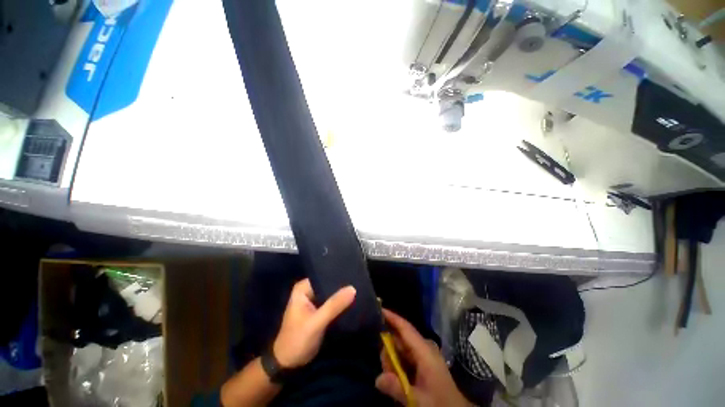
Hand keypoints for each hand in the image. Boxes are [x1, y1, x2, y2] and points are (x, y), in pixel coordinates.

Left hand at [273, 279, 355, 367]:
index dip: (338, 275)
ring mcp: (313, 301)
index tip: (354, 274)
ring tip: (359, 289)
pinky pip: (332, 303)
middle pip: (328, 284)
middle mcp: (308, 291)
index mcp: (302, 288)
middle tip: (359, 282)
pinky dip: (340, 304)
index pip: (323, 275)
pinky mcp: (319, 311)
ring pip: (331, 294)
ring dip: (342, 295)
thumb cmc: (297, 340)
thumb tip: (353, 288)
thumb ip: (334, 305)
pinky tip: (353, 301)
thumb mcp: (316, 322)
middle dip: (342, 285)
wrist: (288, 364)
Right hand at [376, 309, 469, 406]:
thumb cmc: (440, 403)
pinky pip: (406, 356)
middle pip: (400, 339)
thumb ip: (397, 388)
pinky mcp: (424, 361)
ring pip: (401, 348)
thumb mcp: (418, 399)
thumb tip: (377, 378)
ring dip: (393, 361)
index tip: (380, 309)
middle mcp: (424, 347)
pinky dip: (398, 365)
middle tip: (386, 372)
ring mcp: (424, 353)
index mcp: (425, 351)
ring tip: (392, 380)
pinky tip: (398, 378)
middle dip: (388, 351)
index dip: (392, 318)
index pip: (406, 328)